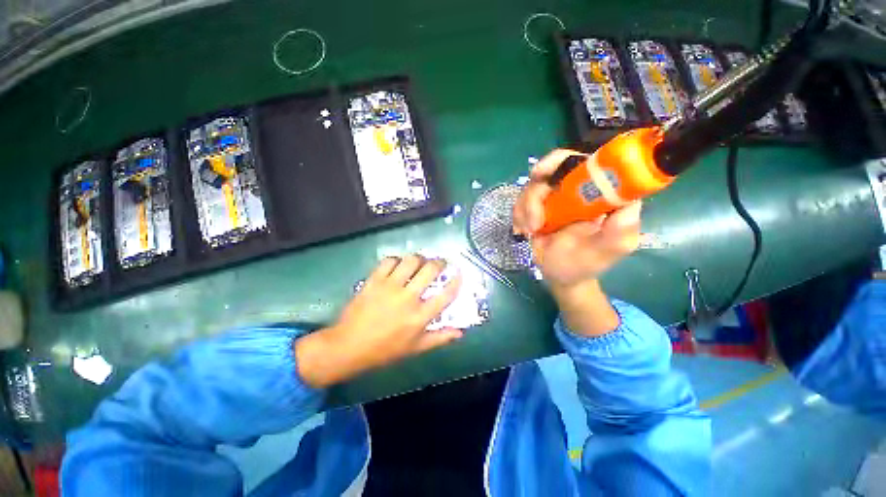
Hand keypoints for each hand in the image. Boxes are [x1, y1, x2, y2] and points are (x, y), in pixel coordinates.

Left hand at [295, 255, 463, 387]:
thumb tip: (461, 332)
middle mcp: (408, 298)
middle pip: (430, 270)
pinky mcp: (374, 280)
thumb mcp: (415, 348)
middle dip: (439, 263)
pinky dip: (397, 260)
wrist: (348, 346)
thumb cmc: (384, 350)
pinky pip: (389, 261)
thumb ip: (440, 338)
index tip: (459, 272)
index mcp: (420, 317)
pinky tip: (398, 265)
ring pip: (410, 261)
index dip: (456, 281)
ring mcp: (390, 287)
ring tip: (420, 262)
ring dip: (419, 258)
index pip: (446, 294)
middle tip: (439, 264)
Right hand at [512, 148, 641, 289]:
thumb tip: (629, 203)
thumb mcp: (606, 252)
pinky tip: (524, 230)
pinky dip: (519, 215)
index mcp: (599, 194)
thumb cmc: (584, 264)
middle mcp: (576, 190)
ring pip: (532, 186)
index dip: (560, 161)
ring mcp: (554, 198)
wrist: (560, 275)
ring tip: (530, 230)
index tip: (542, 174)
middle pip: (551, 170)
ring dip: (526, 208)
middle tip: (533, 216)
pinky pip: (521, 201)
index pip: (584, 162)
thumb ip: (619, 231)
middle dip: (536, 192)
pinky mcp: (537, 207)